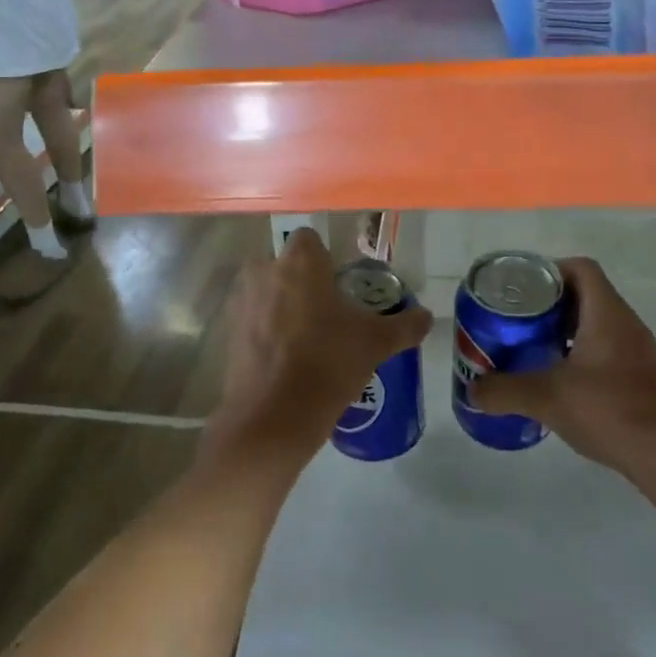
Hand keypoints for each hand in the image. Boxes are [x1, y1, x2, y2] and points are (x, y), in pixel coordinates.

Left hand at [205, 230, 431, 472]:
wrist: (273, 417)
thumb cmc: (329, 363)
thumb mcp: (376, 343)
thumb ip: (405, 325)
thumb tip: (428, 317)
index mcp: (300, 261)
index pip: (310, 239)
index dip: (324, 259)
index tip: (338, 285)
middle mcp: (265, 270)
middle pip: (285, 264)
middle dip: (301, 281)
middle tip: (325, 312)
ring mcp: (242, 300)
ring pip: (265, 290)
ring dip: (280, 304)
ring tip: (305, 338)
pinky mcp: (228, 331)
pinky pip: (251, 319)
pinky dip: (264, 330)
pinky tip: (284, 359)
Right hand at [474, 257, 655, 480]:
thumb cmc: (611, 410)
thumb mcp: (547, 398)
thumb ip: (505, 391)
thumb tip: (473, 390)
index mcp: (606, 312)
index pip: (581, 269)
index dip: (550, 270)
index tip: (521, 290)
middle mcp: (625, 324)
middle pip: (584, 296)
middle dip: (548, 305)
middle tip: (516, 321)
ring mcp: (637, 353)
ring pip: (594, 328)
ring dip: (563, 334)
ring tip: (530, 350)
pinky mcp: (642, 381)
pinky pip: (605, 355)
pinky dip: (579, 360)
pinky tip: (558, 385)